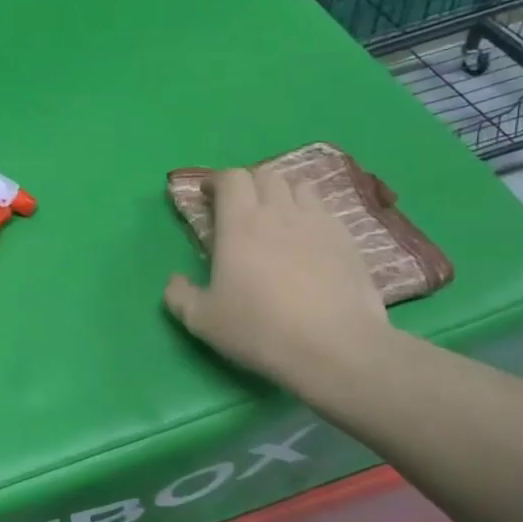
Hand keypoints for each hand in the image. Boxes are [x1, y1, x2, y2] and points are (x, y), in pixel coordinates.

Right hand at [163, 167, 391, 392]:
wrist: (335, 348)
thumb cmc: (260, 329)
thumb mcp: (202, 321)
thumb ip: (180, 296)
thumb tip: (174, 280)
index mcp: (239, 224)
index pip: (231, 178)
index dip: (217, 181)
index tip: (208, 196)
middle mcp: (279, 212)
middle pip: (265, 174)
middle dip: (249, 183)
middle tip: (240, 208)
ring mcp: (318, 223)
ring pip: (299, 186)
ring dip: (283, 193)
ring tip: (277, 217)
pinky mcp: (348, 240)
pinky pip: (326, 211)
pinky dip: (311, 214)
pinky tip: (308, 241)